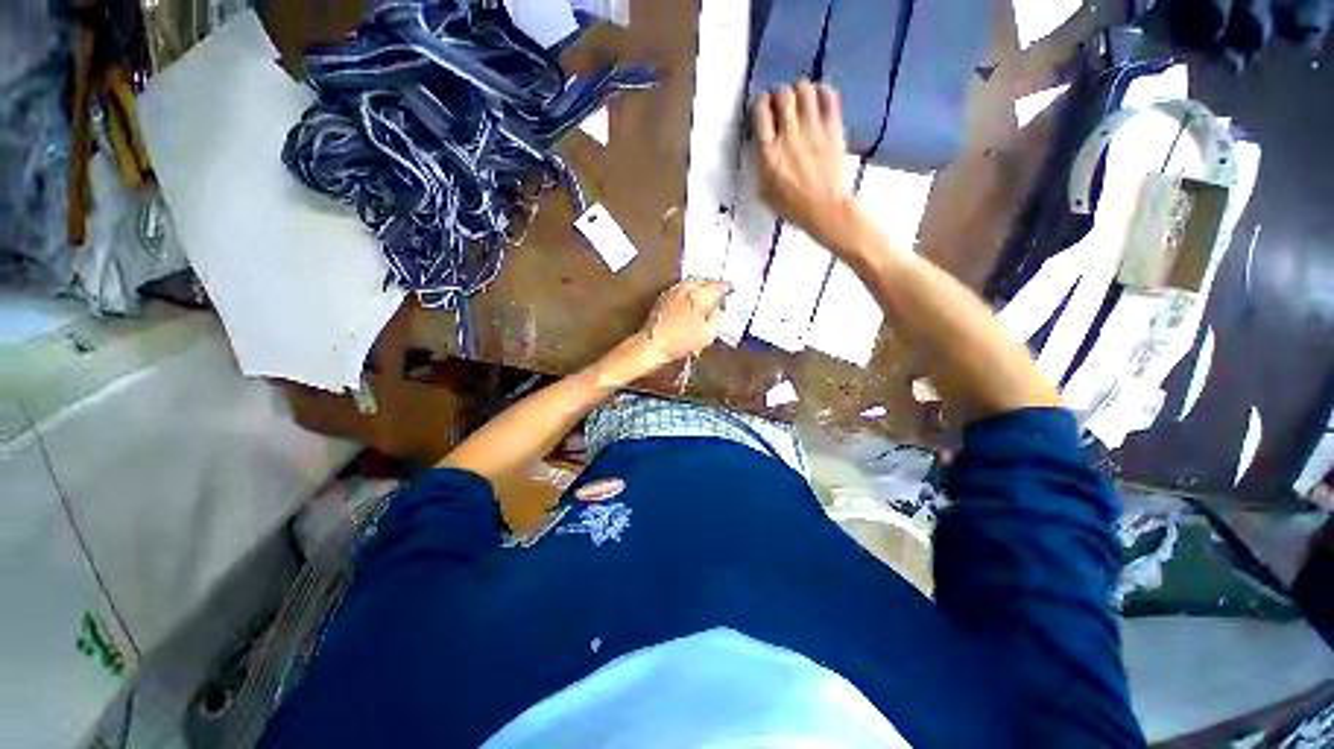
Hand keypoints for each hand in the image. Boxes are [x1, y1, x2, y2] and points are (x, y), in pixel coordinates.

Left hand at [637, 278, 729, 368]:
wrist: (653, 343)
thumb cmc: (681, 342)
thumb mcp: (707, 335)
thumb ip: (716, 318)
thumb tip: (717, 308)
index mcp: (699, 297)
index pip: (718, 286)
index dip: (727, 287)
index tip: (732, 290)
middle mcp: (686, 288)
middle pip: (705, 280)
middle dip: (714, 285)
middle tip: (720, 292)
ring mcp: (674, 290)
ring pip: (692, 281)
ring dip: (701, 285)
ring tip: (706, 294)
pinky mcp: (664, 295)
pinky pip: (682, 286)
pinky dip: (690, 289)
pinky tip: (691, 298)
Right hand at [753, 80, 858, 249]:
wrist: (824, 209)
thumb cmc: (791, 205)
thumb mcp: (765, 191)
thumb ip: (760, 165)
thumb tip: (761, 145)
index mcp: (770, 154)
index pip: (761, 113)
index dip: (759, 103)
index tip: (761, 105)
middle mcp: (790, 137)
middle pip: (783, 96)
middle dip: (779, 93)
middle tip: (780, 101)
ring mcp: (814, 131)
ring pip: (805, 90)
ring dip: (799, 89)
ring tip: (799, 97)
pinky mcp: (833, 130)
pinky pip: (829, 97)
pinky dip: (822, 92)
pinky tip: (818, 99)